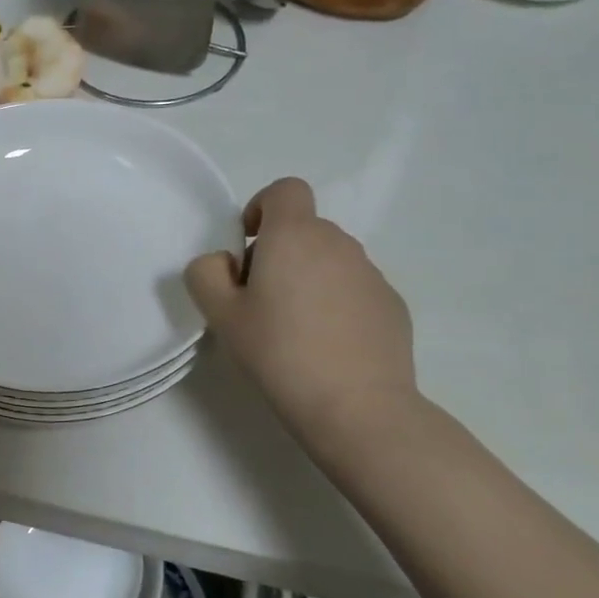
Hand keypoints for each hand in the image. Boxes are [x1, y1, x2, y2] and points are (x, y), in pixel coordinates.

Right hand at [185, 178, 417, 450]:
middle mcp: (338, 244)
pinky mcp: (392, 306)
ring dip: (308, 279)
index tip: (250, 246)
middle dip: (279, 253)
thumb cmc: (279, 352)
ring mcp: (372, 274)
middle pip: (304, 229)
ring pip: (329, 260)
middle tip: (260, 302)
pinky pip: (354, 289)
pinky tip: (326, 346)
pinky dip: (336, 304)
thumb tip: (222, 263)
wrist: (357, 407)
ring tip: (294, 330)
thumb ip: (206, 273)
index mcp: (295, 236)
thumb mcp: (221, 314)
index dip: (263, 208)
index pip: (285, 190)